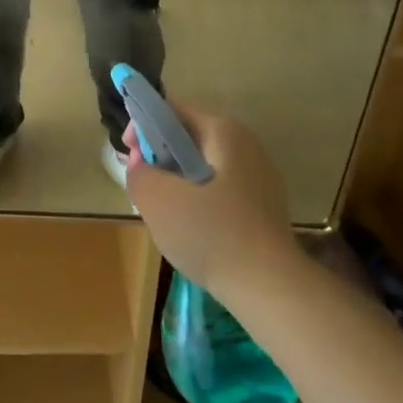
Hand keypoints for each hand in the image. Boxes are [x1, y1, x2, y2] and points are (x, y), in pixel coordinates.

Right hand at [122, 103, 300, 301]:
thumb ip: (139, 172)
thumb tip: (142, 163)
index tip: (129, 155)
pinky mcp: (265, 207)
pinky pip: (221, 190)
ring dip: (178, 180)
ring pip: (204, 165)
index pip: (172, 110)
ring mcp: (260, 177)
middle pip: (189, 137)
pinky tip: (192, 229)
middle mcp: (246, 145)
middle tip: (143, 185)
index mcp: (224, 131)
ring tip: (164, 210)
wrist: (273, 291)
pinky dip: (200, 200)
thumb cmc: (212, 234)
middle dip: (160, 156)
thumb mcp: (157, 199)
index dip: (143, 126)